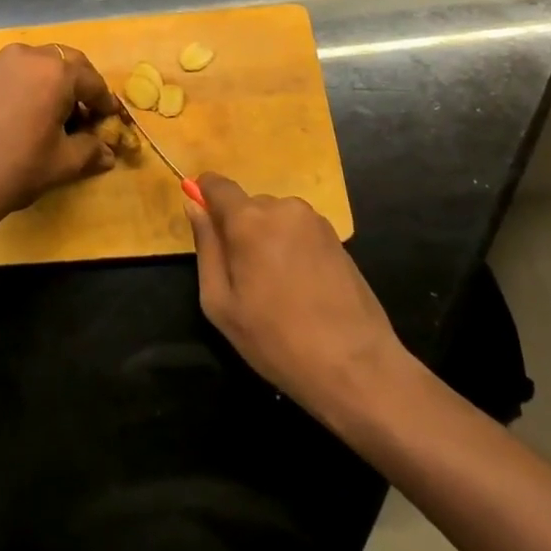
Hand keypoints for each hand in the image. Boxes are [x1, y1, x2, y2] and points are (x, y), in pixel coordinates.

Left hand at [0, 43, 119, 230]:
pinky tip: (32, 112)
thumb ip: (90, 150)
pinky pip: (18, 71)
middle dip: (81, 85)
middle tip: (88, 113)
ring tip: (59, 114)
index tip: (111, 119)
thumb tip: (108, 153)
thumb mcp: (64, 162)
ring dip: (56, 82)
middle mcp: (29, 56)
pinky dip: (32, 84)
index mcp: (56, 71)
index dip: (104, 102)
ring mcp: (1, 62)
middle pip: (67, 63)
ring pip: (40, 63)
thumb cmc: (19, 166)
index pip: (91, 81)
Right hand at [186, 174, 414, 428]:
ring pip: (274, 218)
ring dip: (267, 239)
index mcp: (248, 220)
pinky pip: (298, 230)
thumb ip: (206, 247)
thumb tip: (194, 205)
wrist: (356, 367)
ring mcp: (314, 221)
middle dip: (239, 229)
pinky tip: (301, 287)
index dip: (204, 195)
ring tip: (276, 287)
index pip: (216, 184)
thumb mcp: (221, 303)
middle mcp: (282, 208)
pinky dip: (291, 248)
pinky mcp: (337, 238)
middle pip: (247, 205)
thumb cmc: (276, 339)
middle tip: (243, 276)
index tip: (203, 223)